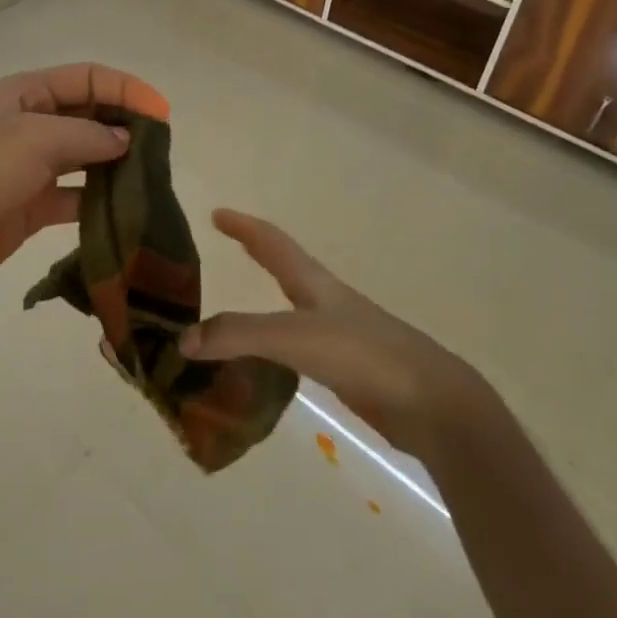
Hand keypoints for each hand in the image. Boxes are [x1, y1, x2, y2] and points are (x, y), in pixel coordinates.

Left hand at [0, 62, 170, 306]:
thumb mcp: (36, 139)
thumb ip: (89, 135)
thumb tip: (127, 140)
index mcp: (24, 94)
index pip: (86, 78)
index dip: (125, 89)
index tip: (162, 114)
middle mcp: (29, 124)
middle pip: (88, 114)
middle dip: (124, 124)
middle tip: (161, 147)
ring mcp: (29, 166)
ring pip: (85, 156)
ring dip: (116, 163)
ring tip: (151, 176)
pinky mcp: (32, 206)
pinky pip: (75, 195)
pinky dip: (100, 199)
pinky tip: (126, 208)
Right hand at [178, 209, 487, 458]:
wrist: (433, 404)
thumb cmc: (364, 353)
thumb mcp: (294, 337)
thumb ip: (238, 335)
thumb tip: (182, 339)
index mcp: (314, 283)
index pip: (272, 242)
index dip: (244, 226)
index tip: (217, 213)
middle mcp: (326, 302)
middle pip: (284, 269)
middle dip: (255, 255)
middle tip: (224, 248)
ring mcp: (340, 336)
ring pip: (290, 312)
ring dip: (261, 307)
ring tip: (231, 315)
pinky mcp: (348, 370)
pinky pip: (297, 351)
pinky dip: (273, 349)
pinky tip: (263, 366)